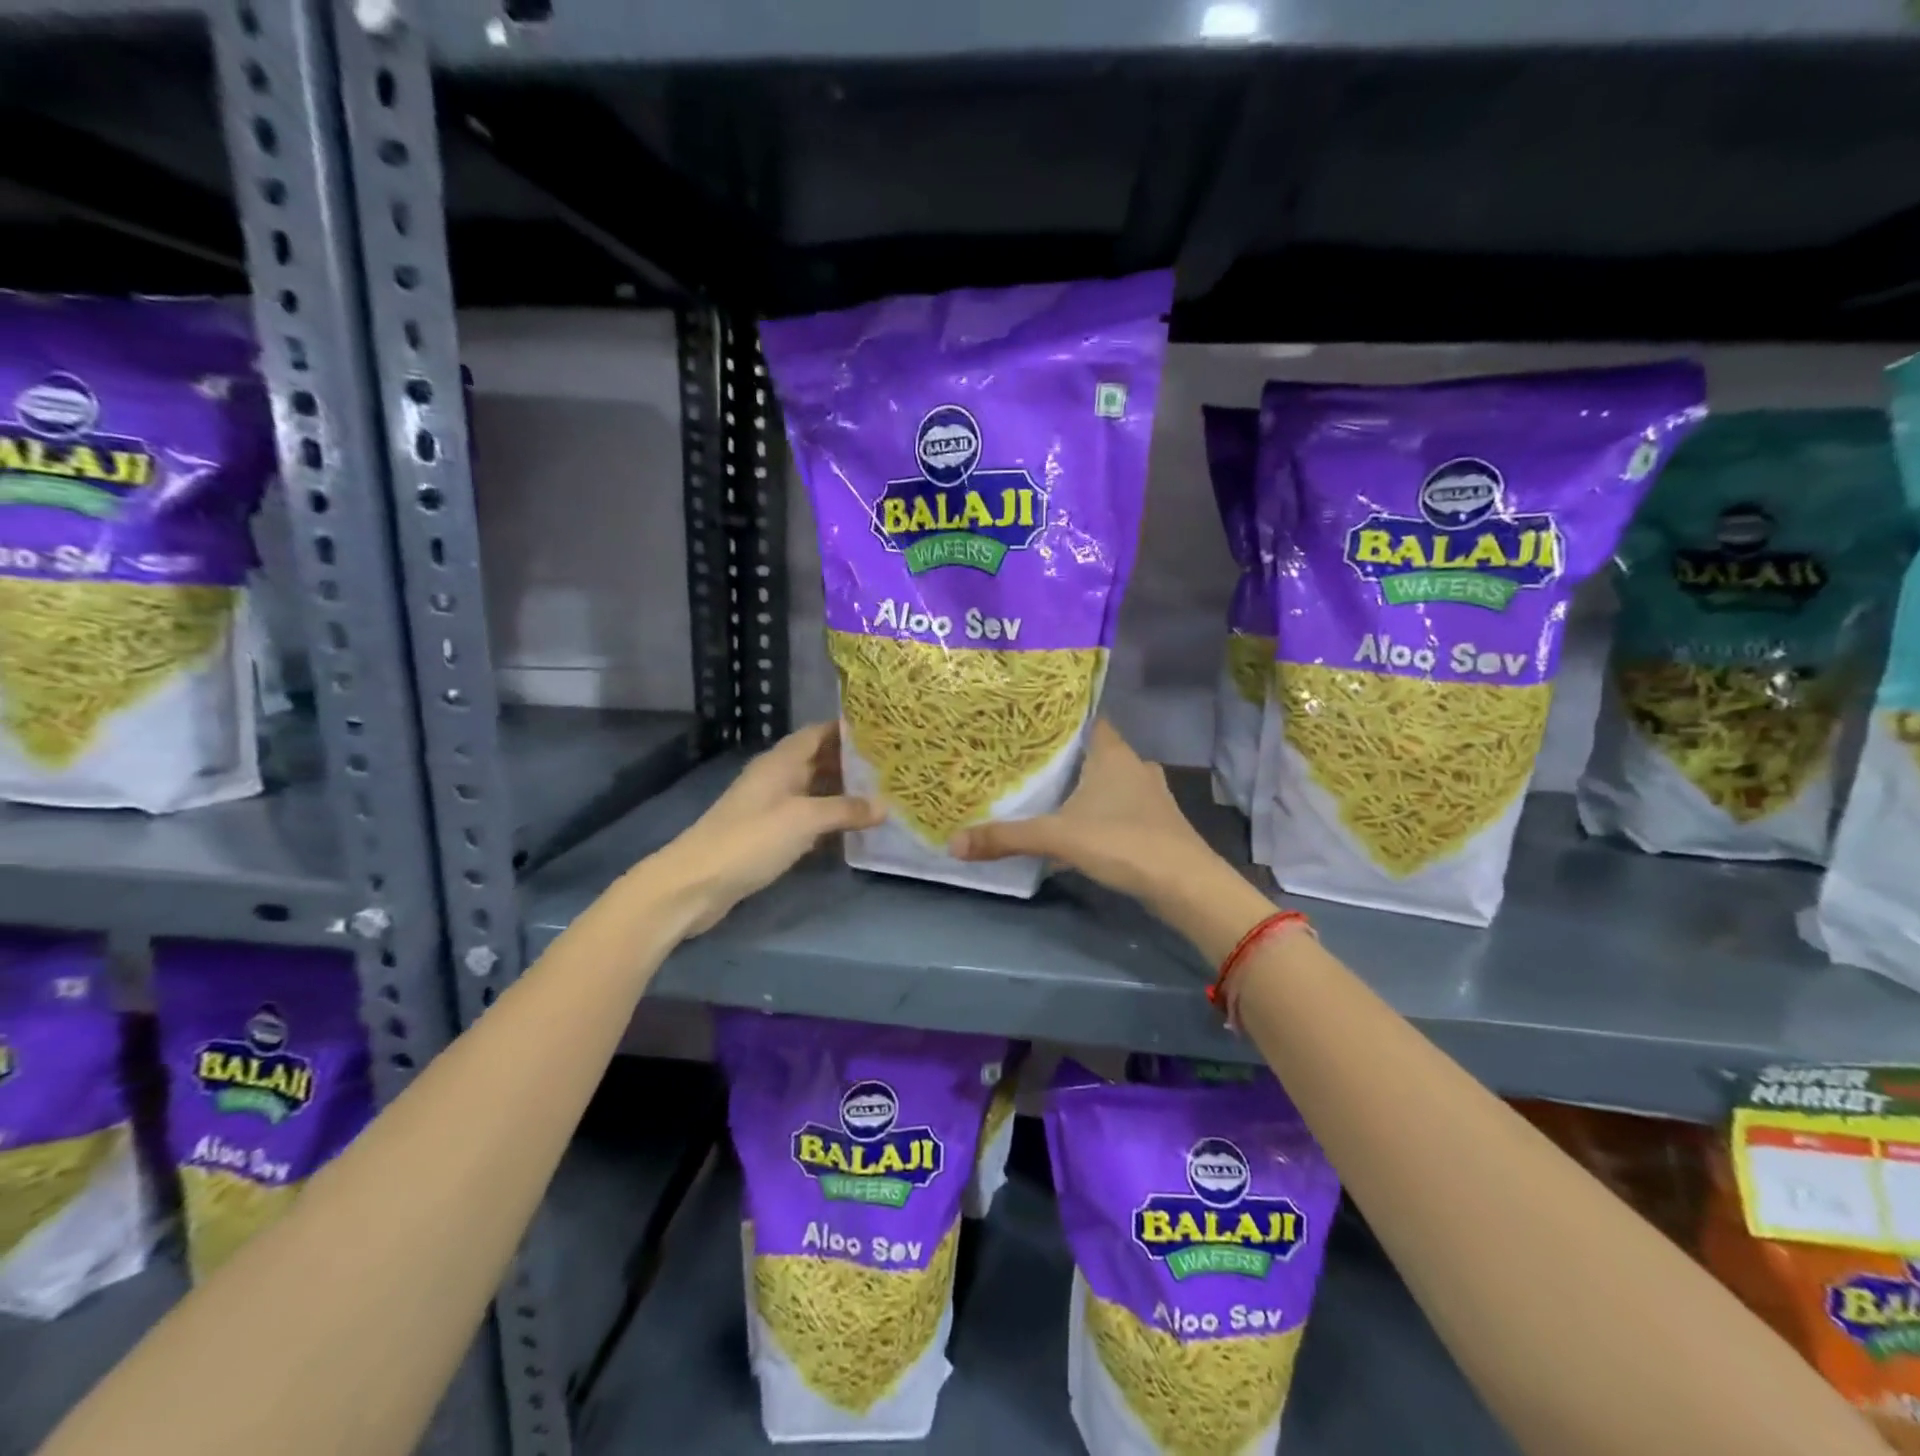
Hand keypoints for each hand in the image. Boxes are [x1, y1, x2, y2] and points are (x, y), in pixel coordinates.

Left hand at [648, 721, 880, 935]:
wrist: (697, 883)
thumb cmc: (751, 838)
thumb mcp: (805, 819)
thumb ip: (846, 810)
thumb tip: (885, 806)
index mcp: (781, 762)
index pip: (818, 733)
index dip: (847, 730)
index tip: (883, 733)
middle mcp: (777, 778)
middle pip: (818, 761)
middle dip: (852, 763)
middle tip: (891, 768)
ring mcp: (771, 807)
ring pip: (814, 791)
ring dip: (843, 794)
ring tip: (882, 796)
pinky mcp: (768, 835)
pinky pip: (807, 819)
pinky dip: (829, 821)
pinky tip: (853, 830)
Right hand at [949, 720, 1221, 909]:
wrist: (1186, 886)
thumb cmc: (1123, 842)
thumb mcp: (1058, 838)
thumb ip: (1006, 838)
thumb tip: (953, 843)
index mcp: (1113, 753)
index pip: (1089, 719)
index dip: (1063, 719)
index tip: (1031, 724)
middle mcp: (1135, 766)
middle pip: (1096, 751)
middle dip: (1067, 757)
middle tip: (1028, 761)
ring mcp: (1151, 795)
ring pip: (1110, 781)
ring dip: (1086, 787)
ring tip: (1048, 793)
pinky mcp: (1158, 823)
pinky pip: (1122, 806)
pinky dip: (1101, 811)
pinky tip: (1080, 828)